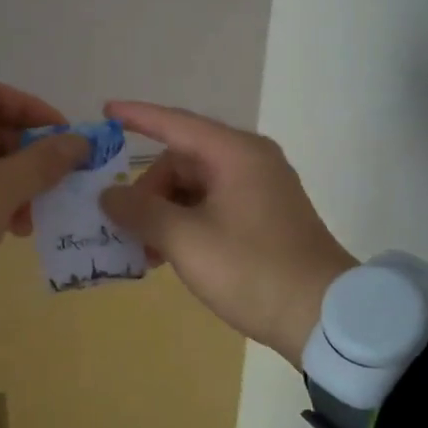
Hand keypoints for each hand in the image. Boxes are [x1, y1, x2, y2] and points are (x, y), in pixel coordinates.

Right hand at [98, 101, 357, 364]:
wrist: (323, 317)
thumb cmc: (252, 270)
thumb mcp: (186, 241)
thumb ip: (141, 212)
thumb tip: (108, 195)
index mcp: (236, 154)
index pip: (176, 123)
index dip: (137, 116)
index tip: (104, 110)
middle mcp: (250, 161)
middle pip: (183, 160)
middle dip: (149, 189)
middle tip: (127, 226)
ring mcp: (261, 189)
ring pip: (196, 186)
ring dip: (166, 211)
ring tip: (145, 249)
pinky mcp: (265, 216)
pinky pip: (213, 205)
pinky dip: (187, 222)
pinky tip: (169, 253)